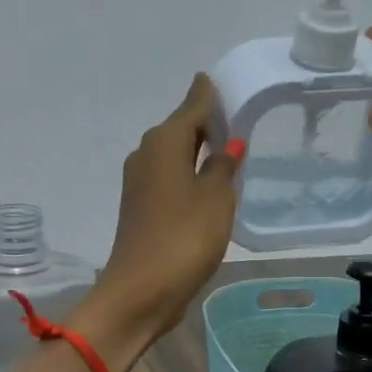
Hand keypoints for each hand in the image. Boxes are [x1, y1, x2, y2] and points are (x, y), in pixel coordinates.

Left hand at [83, 74, 243, 350]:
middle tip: (233, 117)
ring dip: (195, 150)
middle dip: (203, 122)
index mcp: (164, 143)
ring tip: (226, 149)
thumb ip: (222, 167)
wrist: (141, 291)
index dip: (206, 95)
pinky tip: (206, 183)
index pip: (191, 106)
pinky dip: (186, 174)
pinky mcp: (139, 208)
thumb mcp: (215, 198)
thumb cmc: (184, 237)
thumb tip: (227, 144)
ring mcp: (138, 183)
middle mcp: (145, 155)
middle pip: (179, 129)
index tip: (216, 81)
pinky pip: (168, 178)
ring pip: (172, 155)